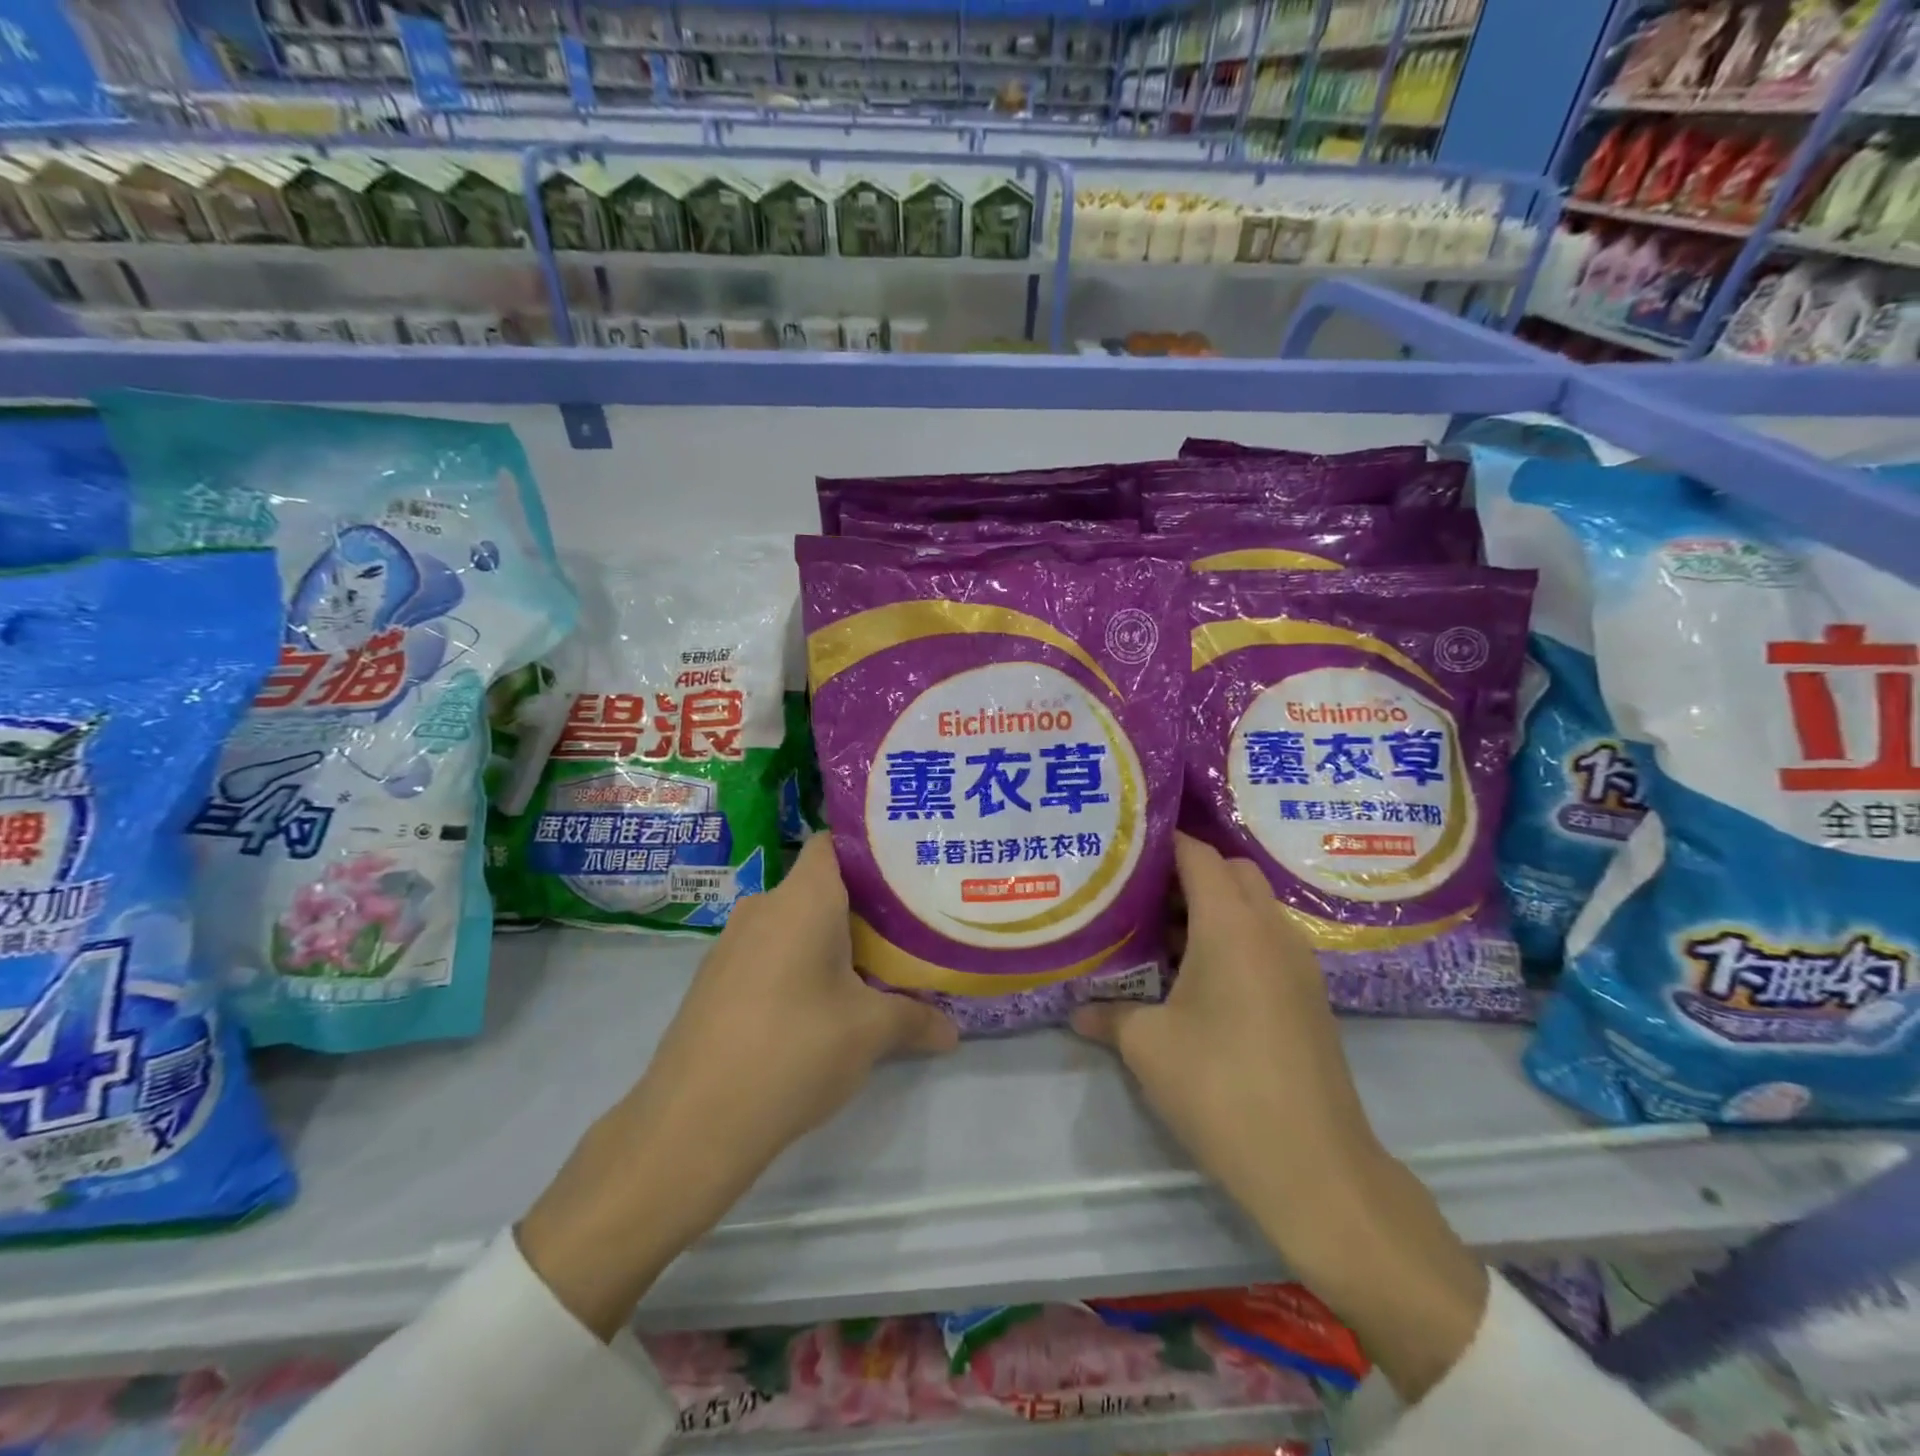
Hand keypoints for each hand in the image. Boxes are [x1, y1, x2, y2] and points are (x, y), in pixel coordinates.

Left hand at [519, 836, 957, 1337]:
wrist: (692, 1123)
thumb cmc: (794, 1050)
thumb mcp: (870, 1033)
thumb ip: (916, 1019)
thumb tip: (953, 1030)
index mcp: (802, 899)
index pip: (832, 843)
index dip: (868, 849)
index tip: (906, 871)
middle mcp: (763, 907)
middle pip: (819, 886)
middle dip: (862, 905)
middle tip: (906, 928)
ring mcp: (731, 944)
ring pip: (793, 922)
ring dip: (829, 940)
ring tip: (872, 968)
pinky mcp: (715, 981)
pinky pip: (768, 953)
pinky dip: (797, 965)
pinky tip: (819, 1006)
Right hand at [1072, 834, 1487, 1401]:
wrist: (1315, 1168)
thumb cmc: (1221, 1089)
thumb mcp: (1148, 1047)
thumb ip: (1109, 1015)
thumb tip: (1077, 1010)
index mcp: (1231, 924)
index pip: (1198, 854)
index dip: (1162, 842)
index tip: (1124, 849)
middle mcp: (1271, 929)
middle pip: (1231, 870)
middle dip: (1187, 872)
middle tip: (1139, 896)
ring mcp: (1298, 961)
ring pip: (1253, 905)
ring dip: (1212, 907)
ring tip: (1162, 937)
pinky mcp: (1309, 994)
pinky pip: (1268, 938)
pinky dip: (1234, 936)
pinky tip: (1199, 976)